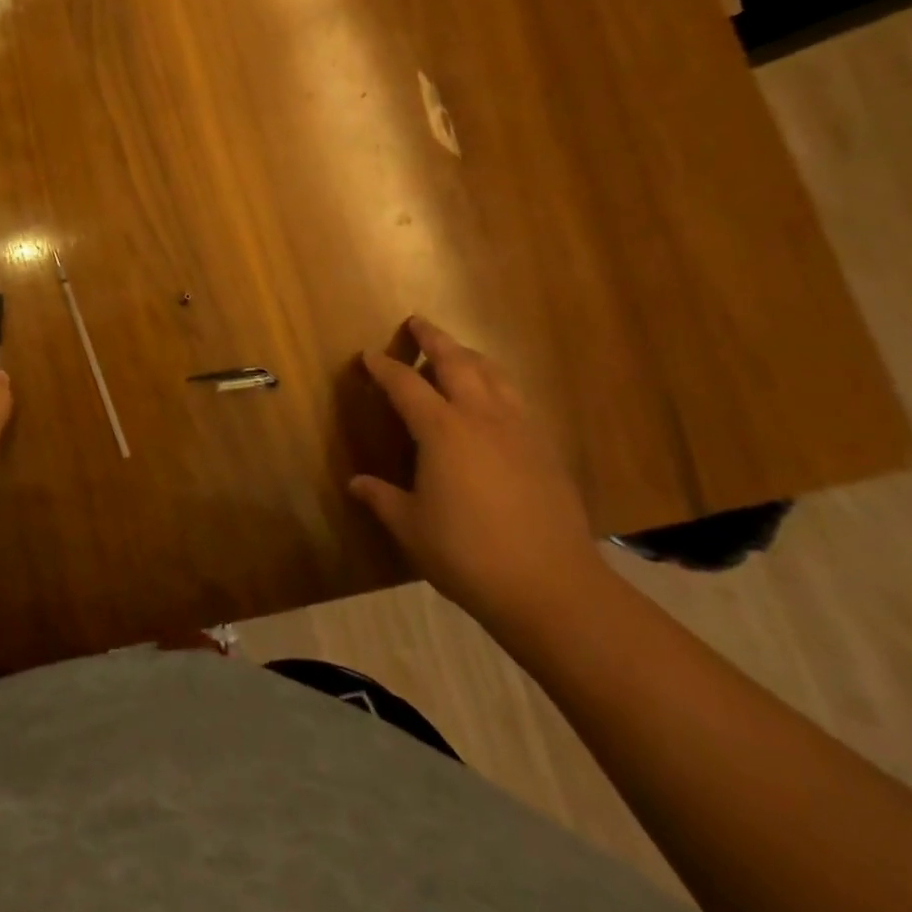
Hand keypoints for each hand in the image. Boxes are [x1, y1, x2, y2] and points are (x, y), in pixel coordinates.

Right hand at [348, 316, 595, 628]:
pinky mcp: (545, 451)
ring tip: (456, 352)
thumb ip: (382, 499)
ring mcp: (519, 431)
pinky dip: (497, 386)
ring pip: (494, 374)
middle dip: (433, 338)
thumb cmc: (469, 555)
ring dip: (470, 356)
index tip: (368, 356)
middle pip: (457, 361)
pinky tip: (493, 402)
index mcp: (442, 430)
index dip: (384, 367)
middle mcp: (481, 418)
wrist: (554, 589)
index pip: (405, 384)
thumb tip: (356, 483)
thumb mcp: (411, 528)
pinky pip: (516, 400)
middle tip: (417, 322)